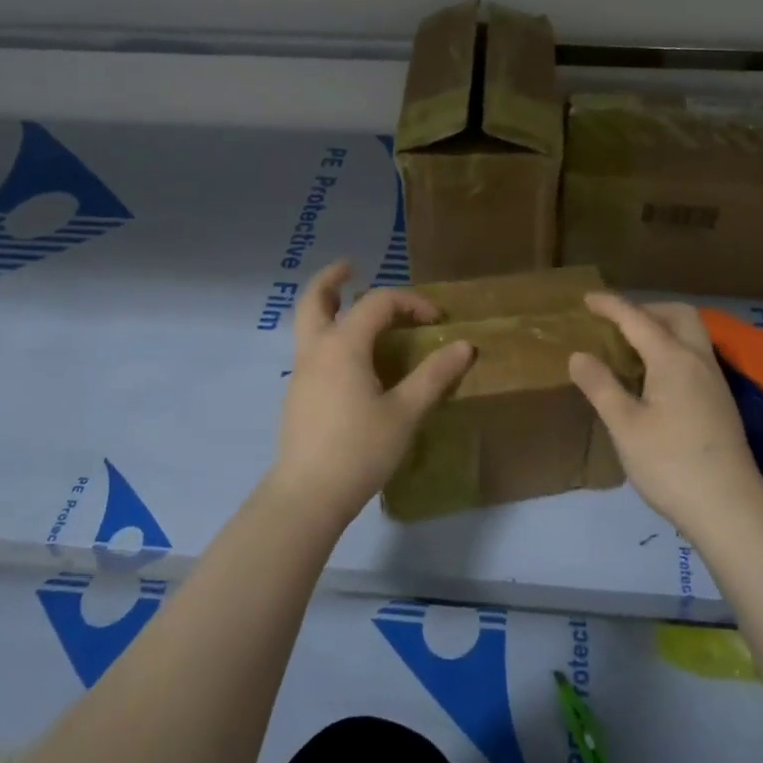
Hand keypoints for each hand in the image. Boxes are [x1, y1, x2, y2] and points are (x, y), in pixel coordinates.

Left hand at [265, 260, 474, 527]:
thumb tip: (465, 346)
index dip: (410, 303)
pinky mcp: (298, 395)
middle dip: (332, 278)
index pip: (377, 303)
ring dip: (327, 306)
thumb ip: (434, 376)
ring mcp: (301, 373)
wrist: (308, 495)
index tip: (436, 321)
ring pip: (307, 324)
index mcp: (343, 346)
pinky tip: (350, 359)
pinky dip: (328, 335)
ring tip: (350, 306)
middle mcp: (316, 350)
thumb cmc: (360, 450)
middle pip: (315, 299)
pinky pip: (311, 349)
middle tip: (350, 267)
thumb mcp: (405, 412)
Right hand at [568, 294, 762, 534]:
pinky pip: (696, 356)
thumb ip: (601, 386)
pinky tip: (655, 378)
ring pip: (692, 335)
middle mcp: (699, 361)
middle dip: (647, 309)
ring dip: (663, 328)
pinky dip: (672, 349)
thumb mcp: (624, 426)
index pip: (638, 319)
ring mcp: (715, 382)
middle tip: (617, 323)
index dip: (611, 306)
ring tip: (632, 348)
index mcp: (673, 359)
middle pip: (678, 315)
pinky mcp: (721, 403)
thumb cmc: (670, 464)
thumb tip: (579, 355)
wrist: (729, 509)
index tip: (587, 299)